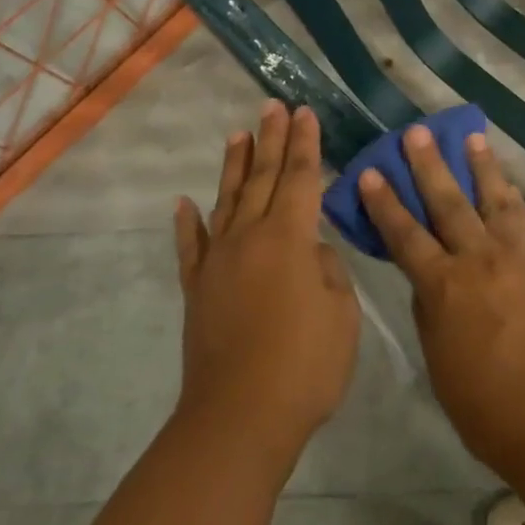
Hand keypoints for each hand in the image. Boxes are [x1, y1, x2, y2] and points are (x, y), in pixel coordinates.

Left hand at [173, 101, 360, 473]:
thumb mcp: (341, 315)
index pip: (301, 178)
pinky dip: (187, 223)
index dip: (305, 144)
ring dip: (235, 166)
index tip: (304, 112)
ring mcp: (218, 261)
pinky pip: (190, 247)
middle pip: (264, 178)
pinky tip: (184, 203)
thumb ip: (328, 271)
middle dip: (271, 139)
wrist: (238, 419)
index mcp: (289, 238)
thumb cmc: (304, 366)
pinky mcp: (197, 289)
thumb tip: (312, 250)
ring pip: (227, 200)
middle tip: (273, 105)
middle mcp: (250, 237)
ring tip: (238, 134)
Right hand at [359, 126, 524, 485]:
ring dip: (481, 167)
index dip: (385, 203)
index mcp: (444, 288)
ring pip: (493, 200)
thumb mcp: (440, 365)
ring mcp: (517, 258)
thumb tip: (427, 280)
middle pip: (447, 203)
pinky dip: (515, 198)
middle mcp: (478, 261)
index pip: (405, 235)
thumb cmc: (489, 409)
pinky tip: (509, 184)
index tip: (371, 172)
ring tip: (471, 137)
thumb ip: (430, 314)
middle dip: (429, 166)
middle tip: (416, 133)